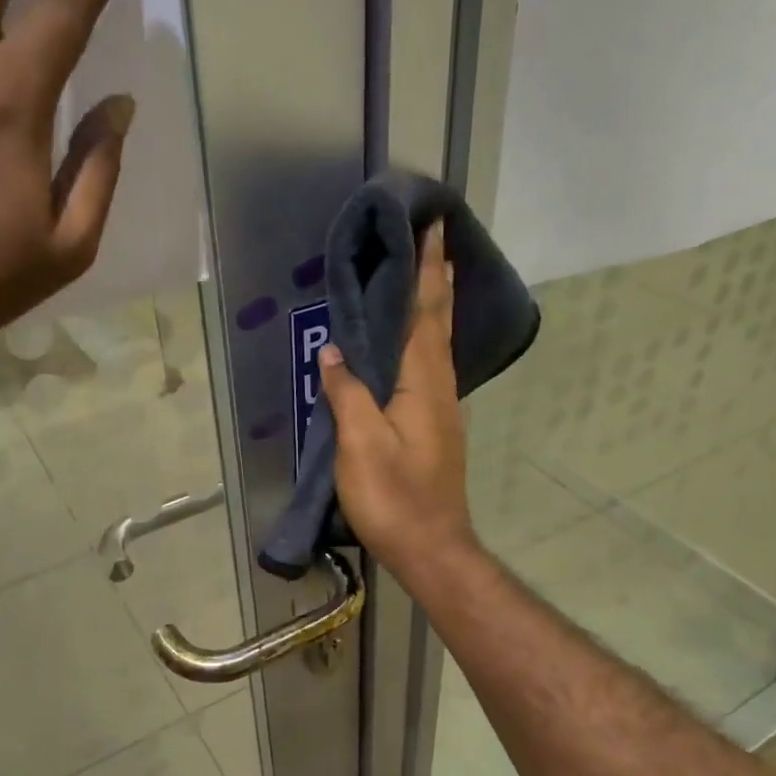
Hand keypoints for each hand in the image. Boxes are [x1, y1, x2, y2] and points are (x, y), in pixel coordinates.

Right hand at [316, 224, 479, 579]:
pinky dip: (423, 341)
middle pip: (439, 324)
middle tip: (434, 241)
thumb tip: (334, 350)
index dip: (429, 270)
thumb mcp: (361, 444)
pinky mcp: (434, 429)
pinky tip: (413, 344)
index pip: (427, 313)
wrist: (431, 548)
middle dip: (437, 280)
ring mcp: (441, 410)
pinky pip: (429, 369)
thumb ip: (348, 393)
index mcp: (424, 384)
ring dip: (433, 308)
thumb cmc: (393, 497)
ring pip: (437, 346)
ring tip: (426, 278)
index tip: (433, 228)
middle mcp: (440, 389)